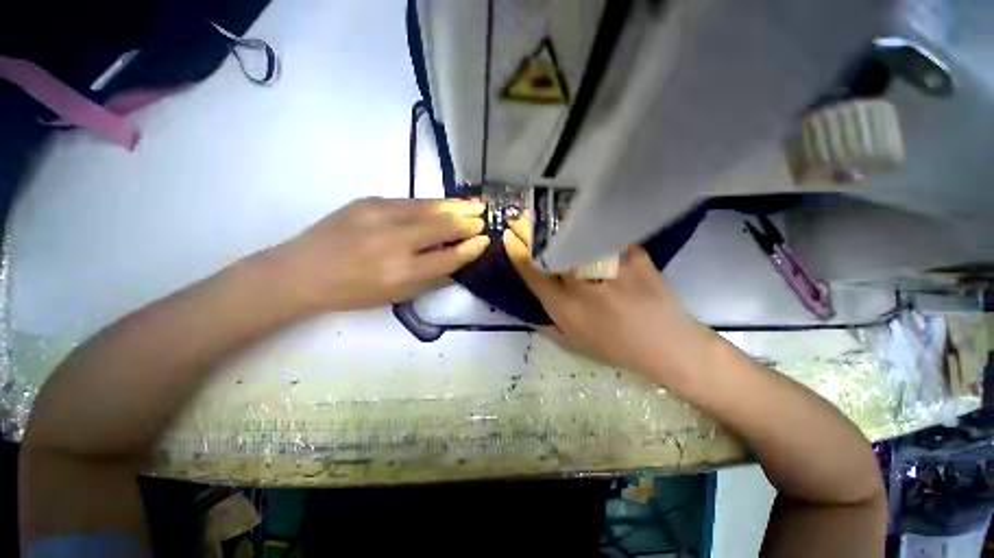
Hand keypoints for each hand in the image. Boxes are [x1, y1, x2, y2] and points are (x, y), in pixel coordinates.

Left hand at [276, 197, 489, 311]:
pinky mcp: (369, 201)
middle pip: (443, 227)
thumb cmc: (353, 292)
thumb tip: (456, 259)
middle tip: (483, 219)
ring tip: (475, 204)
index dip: (470, 248)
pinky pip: (410, 202)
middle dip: (467, 223)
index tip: (484, 241)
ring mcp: (381, 216)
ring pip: (430, 207)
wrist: (303, 271)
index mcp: (402, 272)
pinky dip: (432, 203)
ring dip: (456, 206)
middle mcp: (395, 241)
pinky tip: (444, 203)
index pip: (449, 256)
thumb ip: (430, 277)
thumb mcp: (396, 295)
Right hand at [502, 217, 715, 380]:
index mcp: (565, 307)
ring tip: (549, 215)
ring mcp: (610, 267)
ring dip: (559, 225)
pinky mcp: (634, 256)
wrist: (666, 344)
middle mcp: (583, 284)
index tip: (509, 235)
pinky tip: (587, 223)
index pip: (533, 272)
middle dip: (532, 231)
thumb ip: (547, 325)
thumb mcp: (574, 343)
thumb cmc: (615, 348)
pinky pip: (607, 236)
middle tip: (522, 217)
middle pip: (551, 249)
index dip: (518, 251)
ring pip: (577, 237)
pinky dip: (594, 229)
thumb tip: (529, 310)